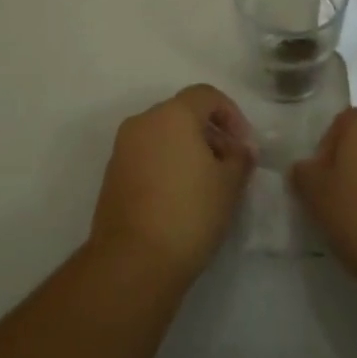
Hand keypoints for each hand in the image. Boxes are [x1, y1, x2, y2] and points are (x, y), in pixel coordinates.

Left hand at [89, 84, 255, 286]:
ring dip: (187, 149)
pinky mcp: (112, 174)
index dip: (231, 114)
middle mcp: (144, 121)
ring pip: (163, 134)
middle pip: (183, 113)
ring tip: (207, 184)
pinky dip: (166, 164)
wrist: (132, 262)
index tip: (244, 145)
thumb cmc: (189, 213)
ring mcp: (123, 147)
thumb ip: (240, 158)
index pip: (206, 95)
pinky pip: (147, 155)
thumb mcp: (229, 185)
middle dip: (209, 133)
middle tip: (229, 165)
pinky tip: (180, 197)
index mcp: (173, 114)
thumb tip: (242, 148)